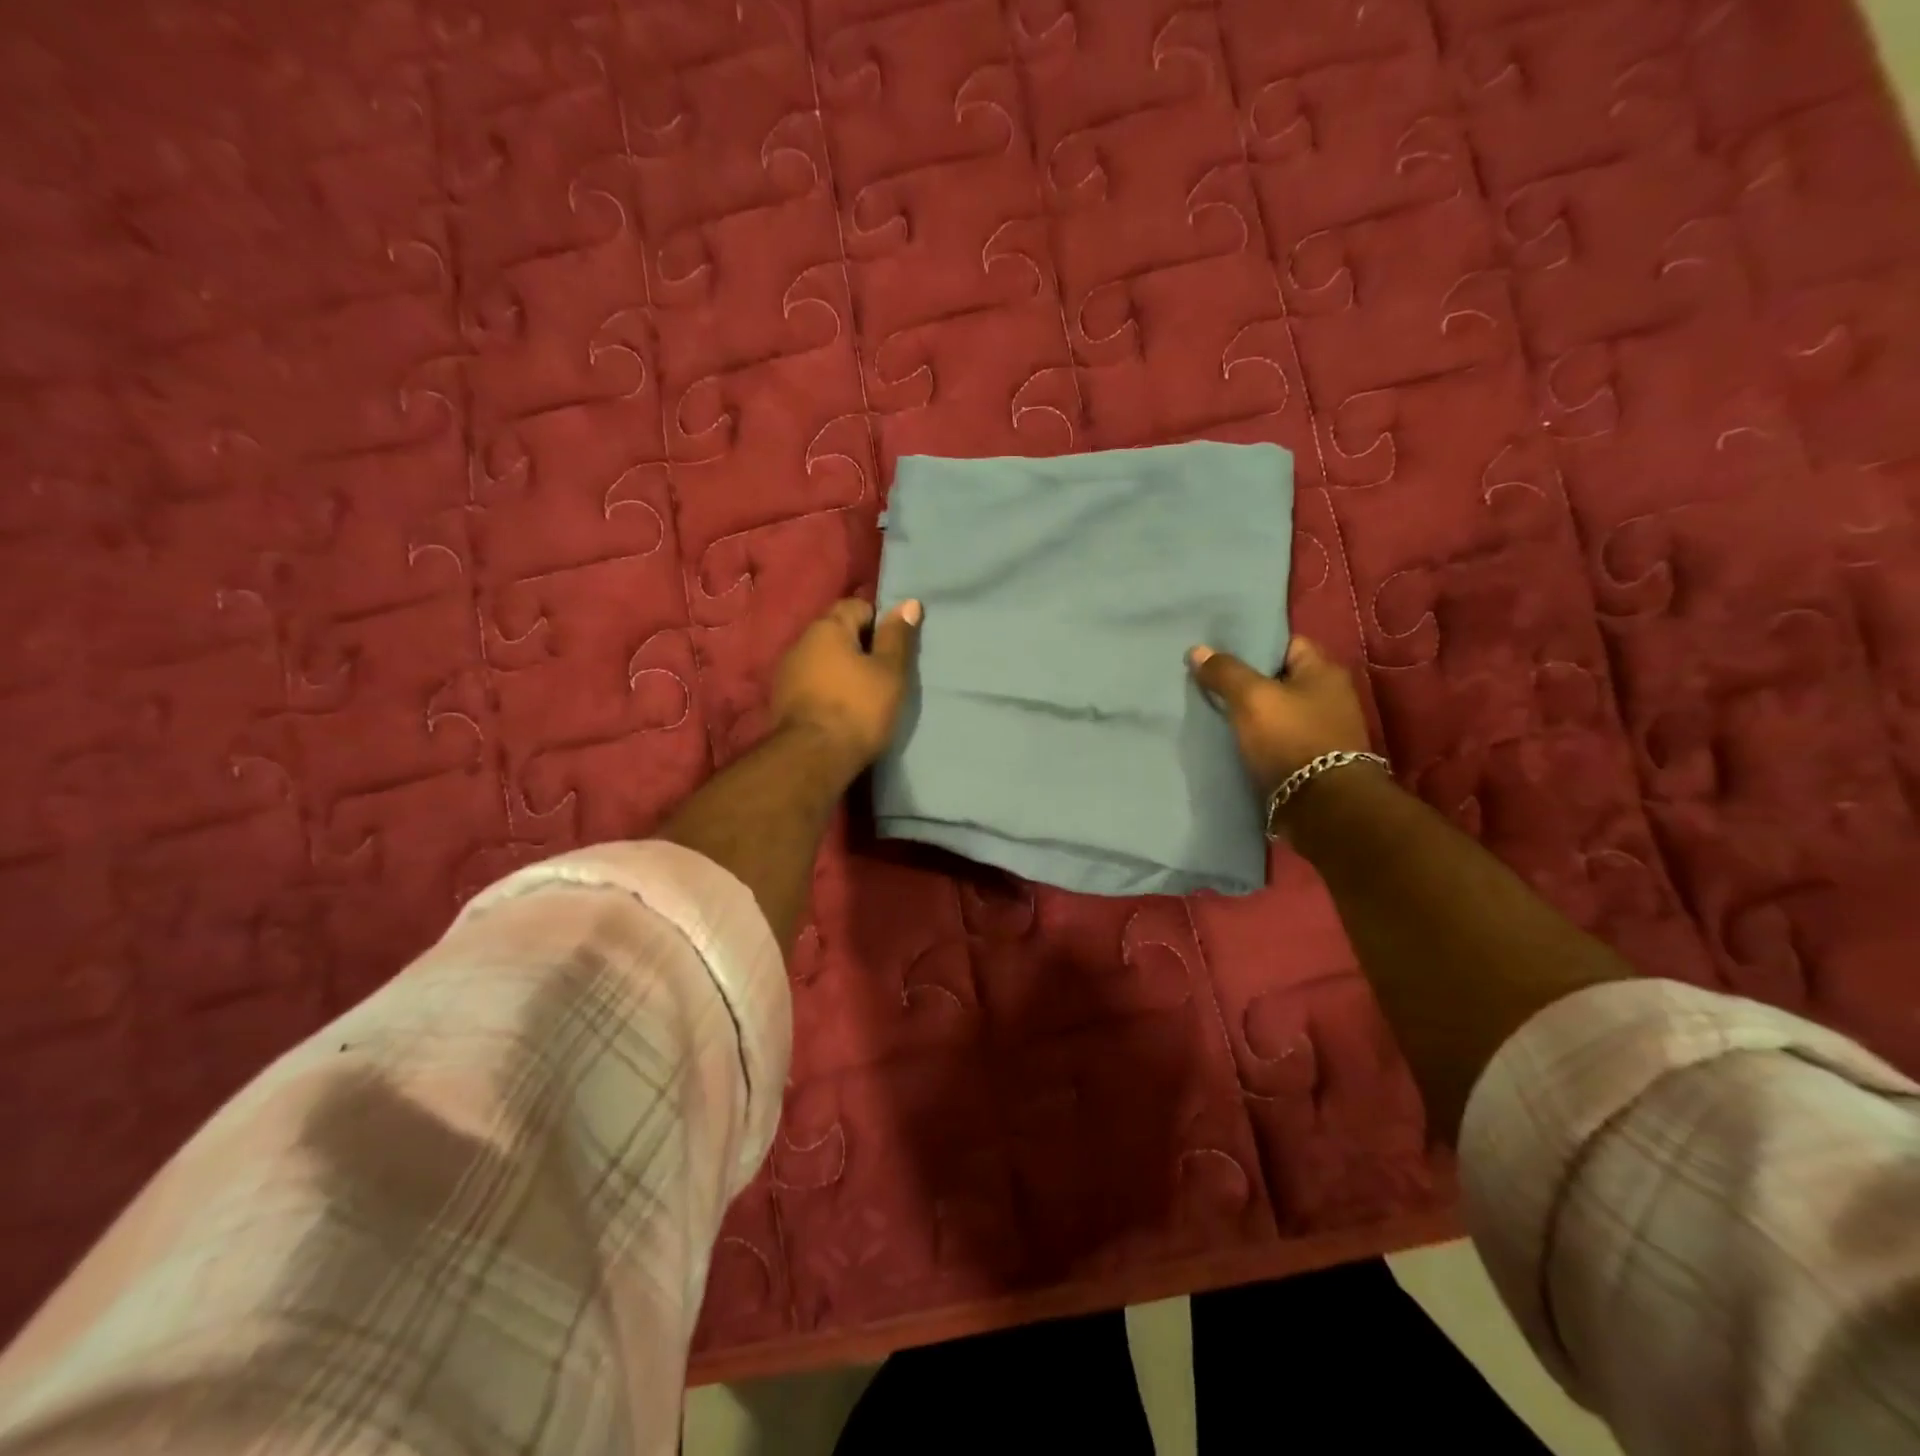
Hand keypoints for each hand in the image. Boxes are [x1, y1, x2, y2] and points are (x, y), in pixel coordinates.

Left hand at [773, 598, 922, 770]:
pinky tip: (841, 708)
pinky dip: (827, 689)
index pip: (857, 606)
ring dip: (842, 670)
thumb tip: (909, 603)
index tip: (894, 648)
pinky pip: (812, 683)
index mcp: (827, 627)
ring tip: (863, 693)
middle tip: (884, 672)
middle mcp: (801, 641)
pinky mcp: (782, 700)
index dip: (880, 622)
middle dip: (860, 646)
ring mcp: (787, 671)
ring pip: (823, 659)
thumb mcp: (890, 672)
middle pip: (837, 632)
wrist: (813, 757)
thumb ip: (897, 637)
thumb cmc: (858, 708)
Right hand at [1188, 636, 1370, 795]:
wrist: (1322, 807)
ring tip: (1214, 712)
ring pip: (1277, 711)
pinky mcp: (1312, 761)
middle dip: (1247, 681)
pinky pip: (1278, 739)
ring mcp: (1323, 731)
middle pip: (1279, 679)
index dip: (1253, 645)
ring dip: (1251, 714)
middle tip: (1210, 682)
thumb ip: (1225, 672)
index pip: (1286, 643)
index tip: (1220, 652)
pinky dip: (1258, 739)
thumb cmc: (1290, 739)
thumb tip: (1197, 650)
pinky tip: (1232, 742)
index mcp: (1324, 671)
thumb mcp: (1252, 698)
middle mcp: (1330, 697)